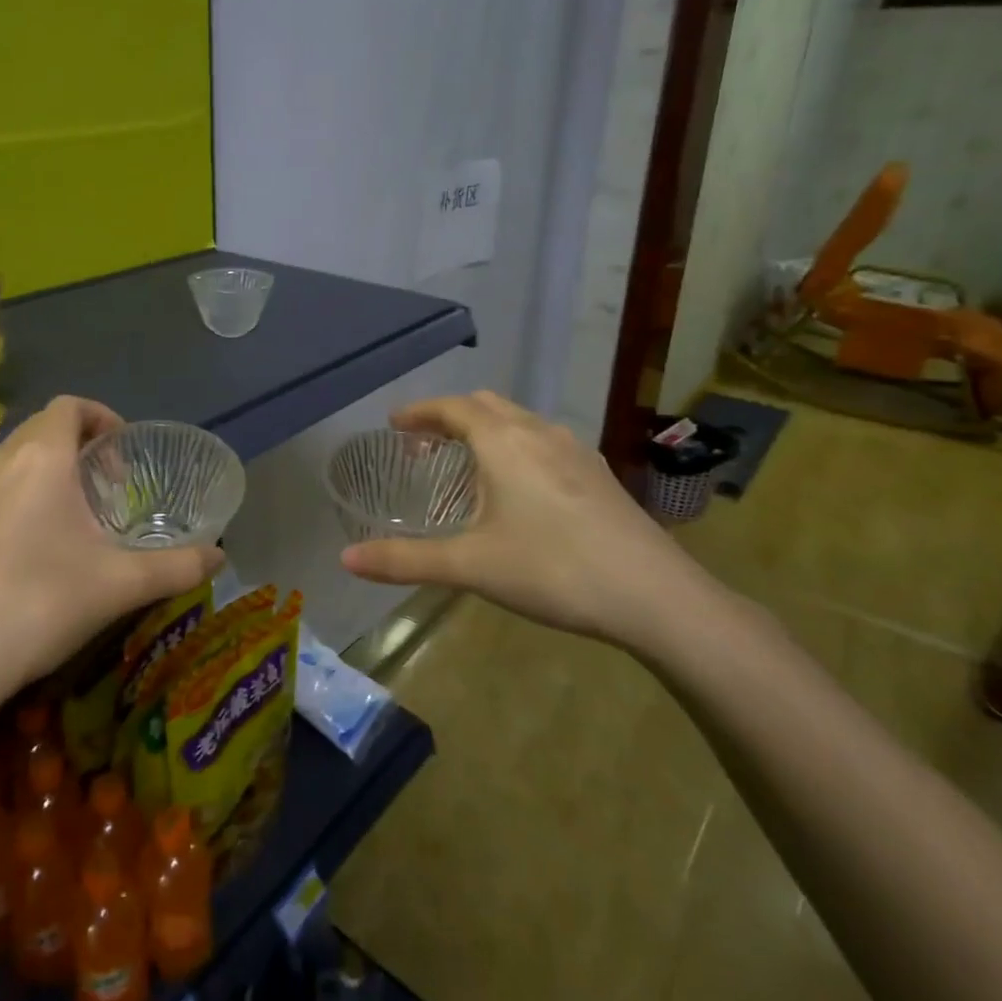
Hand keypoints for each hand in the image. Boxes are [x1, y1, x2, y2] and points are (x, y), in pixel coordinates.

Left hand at [0, 397, 222, 717]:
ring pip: (11, 462)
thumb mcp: (122, 585)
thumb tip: (221, 557)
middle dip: (78, 448)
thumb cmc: (41, 604)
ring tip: (69, 519)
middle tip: (107, 491)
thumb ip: (179, 566)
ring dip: (44, 474)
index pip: (69, 406)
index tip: (124, 456)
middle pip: (40, 430)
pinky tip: (27, 553)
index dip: (102, 417)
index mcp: (39, 458)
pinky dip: (14, 501)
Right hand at [340, 391, 705, 648]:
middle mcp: (539, 432)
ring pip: (519, 420)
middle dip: (450, 415)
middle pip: (486, 405)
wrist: (656, 596)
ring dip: (486, 429)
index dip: (420, 411)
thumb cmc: (553, 569)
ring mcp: (576, 450)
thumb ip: (405, 561)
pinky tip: (519, 487)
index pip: (453, 407)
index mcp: (504, 441)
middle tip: (424, 442)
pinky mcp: (598, 473)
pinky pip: (544, 440)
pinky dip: (515, 445)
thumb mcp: (471, 566)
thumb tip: (345, 558)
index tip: (394, 423)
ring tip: (466, 462)